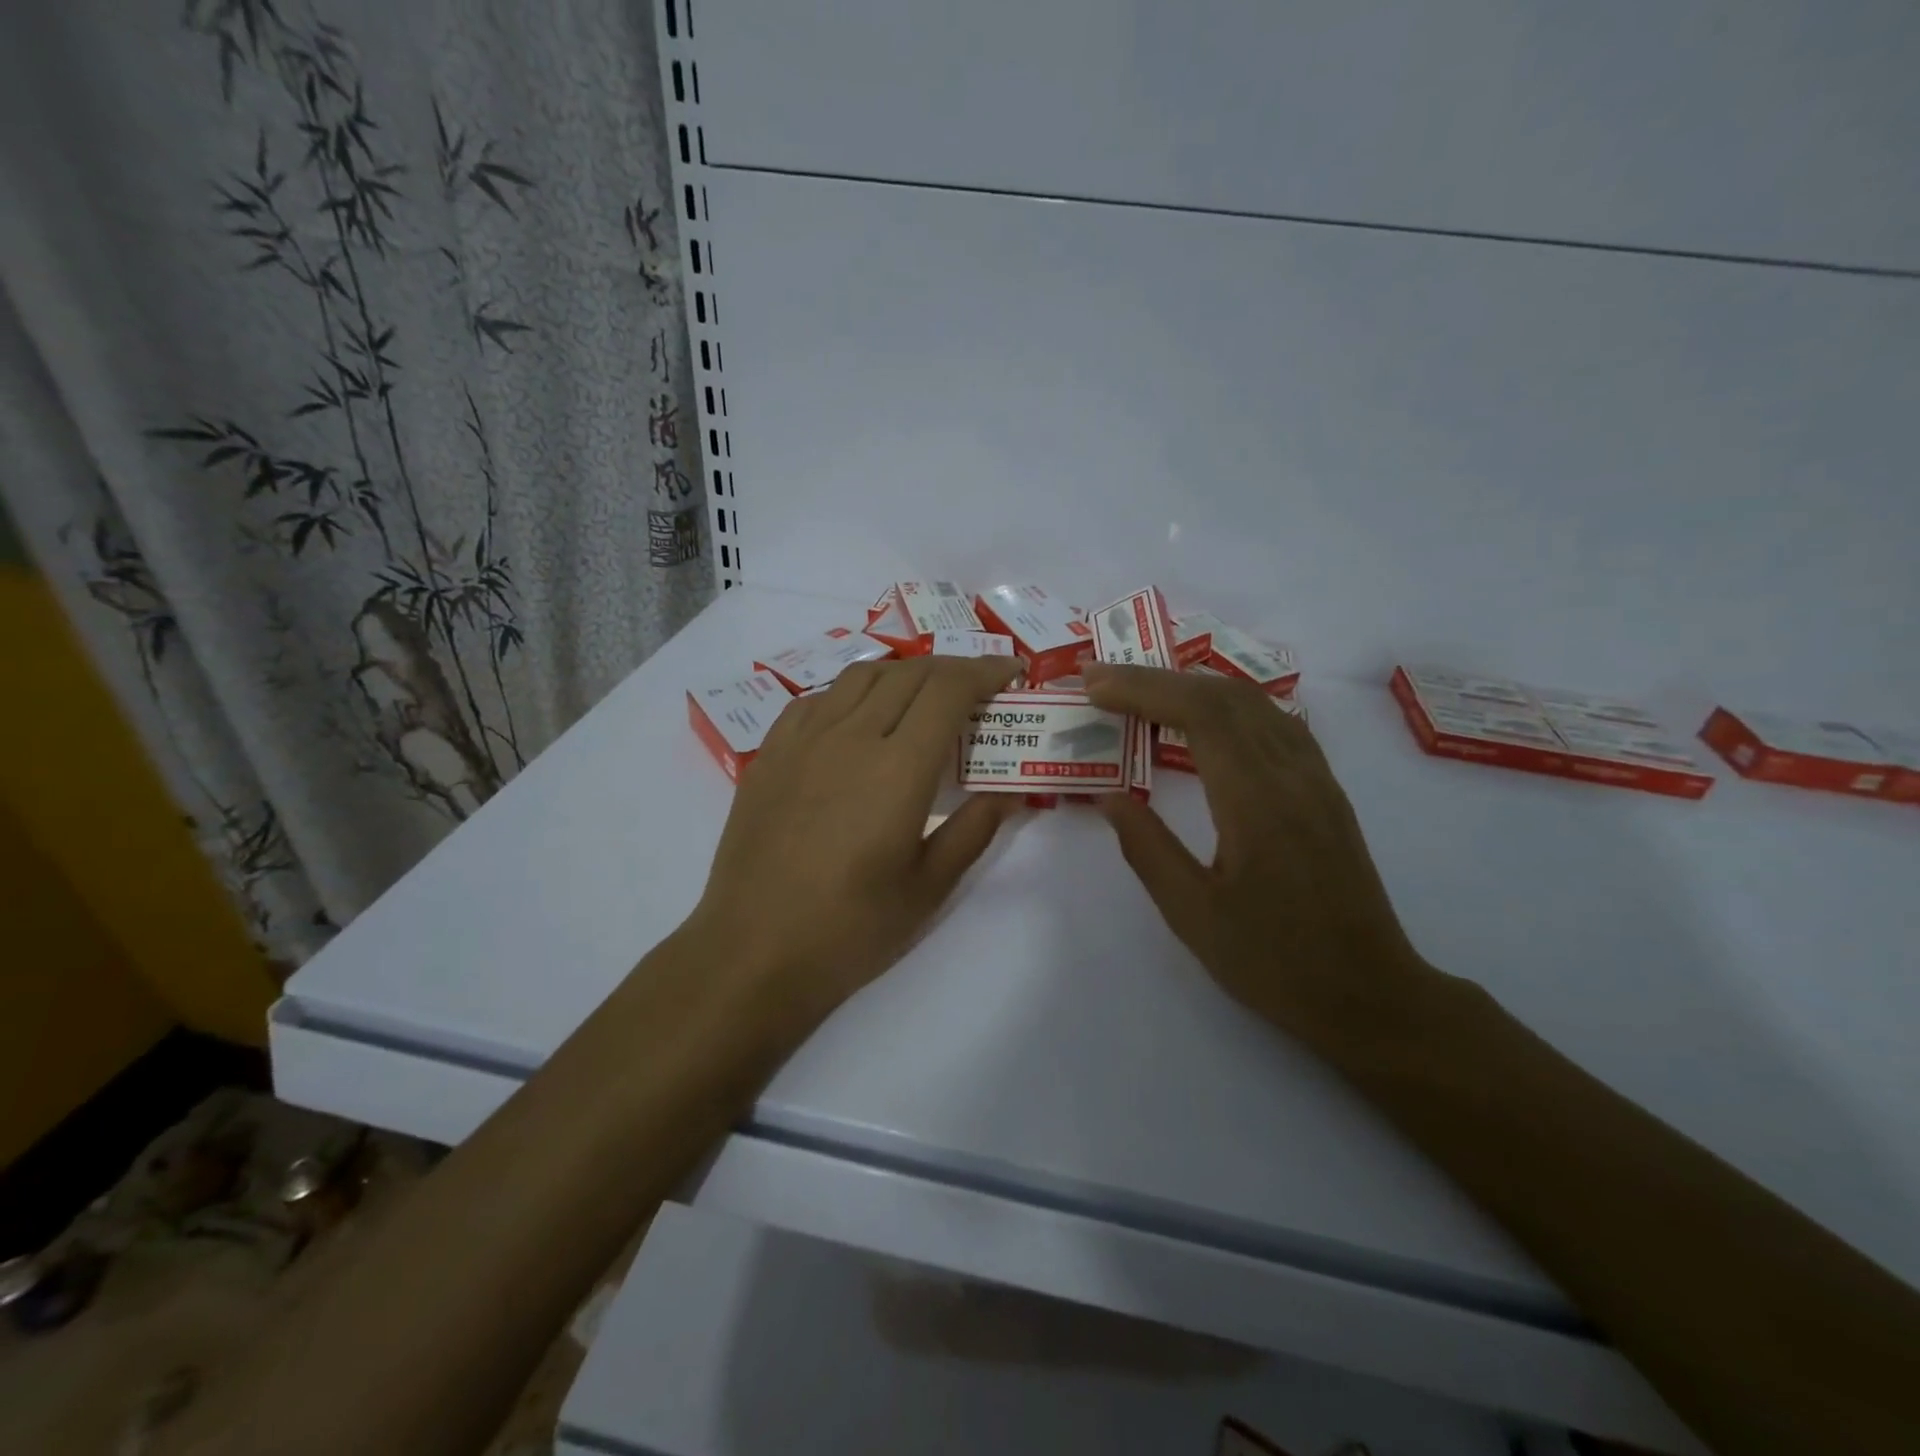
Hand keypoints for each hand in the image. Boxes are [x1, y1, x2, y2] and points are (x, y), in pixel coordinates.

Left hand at [687, 654, 1022, 1028]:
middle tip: (976, 690)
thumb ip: (974, 830)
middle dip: (952, 670)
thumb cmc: (850, 930)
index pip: (948, 690)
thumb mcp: (929, 888)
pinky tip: (858, 719)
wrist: (753, 952)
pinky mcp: (770, 754)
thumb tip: (1009, 791)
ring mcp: (803, 741)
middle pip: (909, 674)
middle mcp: (850, 737)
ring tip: (922, 697)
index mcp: (898, 769)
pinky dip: (852, 693)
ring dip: (903, 674)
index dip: (985, 671)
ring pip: (861, 676)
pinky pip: (817, 699)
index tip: (1011, 673)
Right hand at [1084, 663, 1427, 1039]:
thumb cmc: (1274, 962)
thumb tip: (1108, 796)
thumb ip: (1145, 847)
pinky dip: (1228, 705)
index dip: (1141, 688)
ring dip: (1192, 686)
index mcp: (1256, 801)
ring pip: (1254, 702)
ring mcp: (1316, 779)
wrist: (1369, 995)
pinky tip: (1204, 720)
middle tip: (1101, 681)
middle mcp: (1292, 774)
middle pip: (1224, 695)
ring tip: (1141, 692)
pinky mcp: (1325, 791)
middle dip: (1157, 678)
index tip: (1093, 686)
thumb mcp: (1192, 914)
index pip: (1198, 713)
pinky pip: (1274, 723)